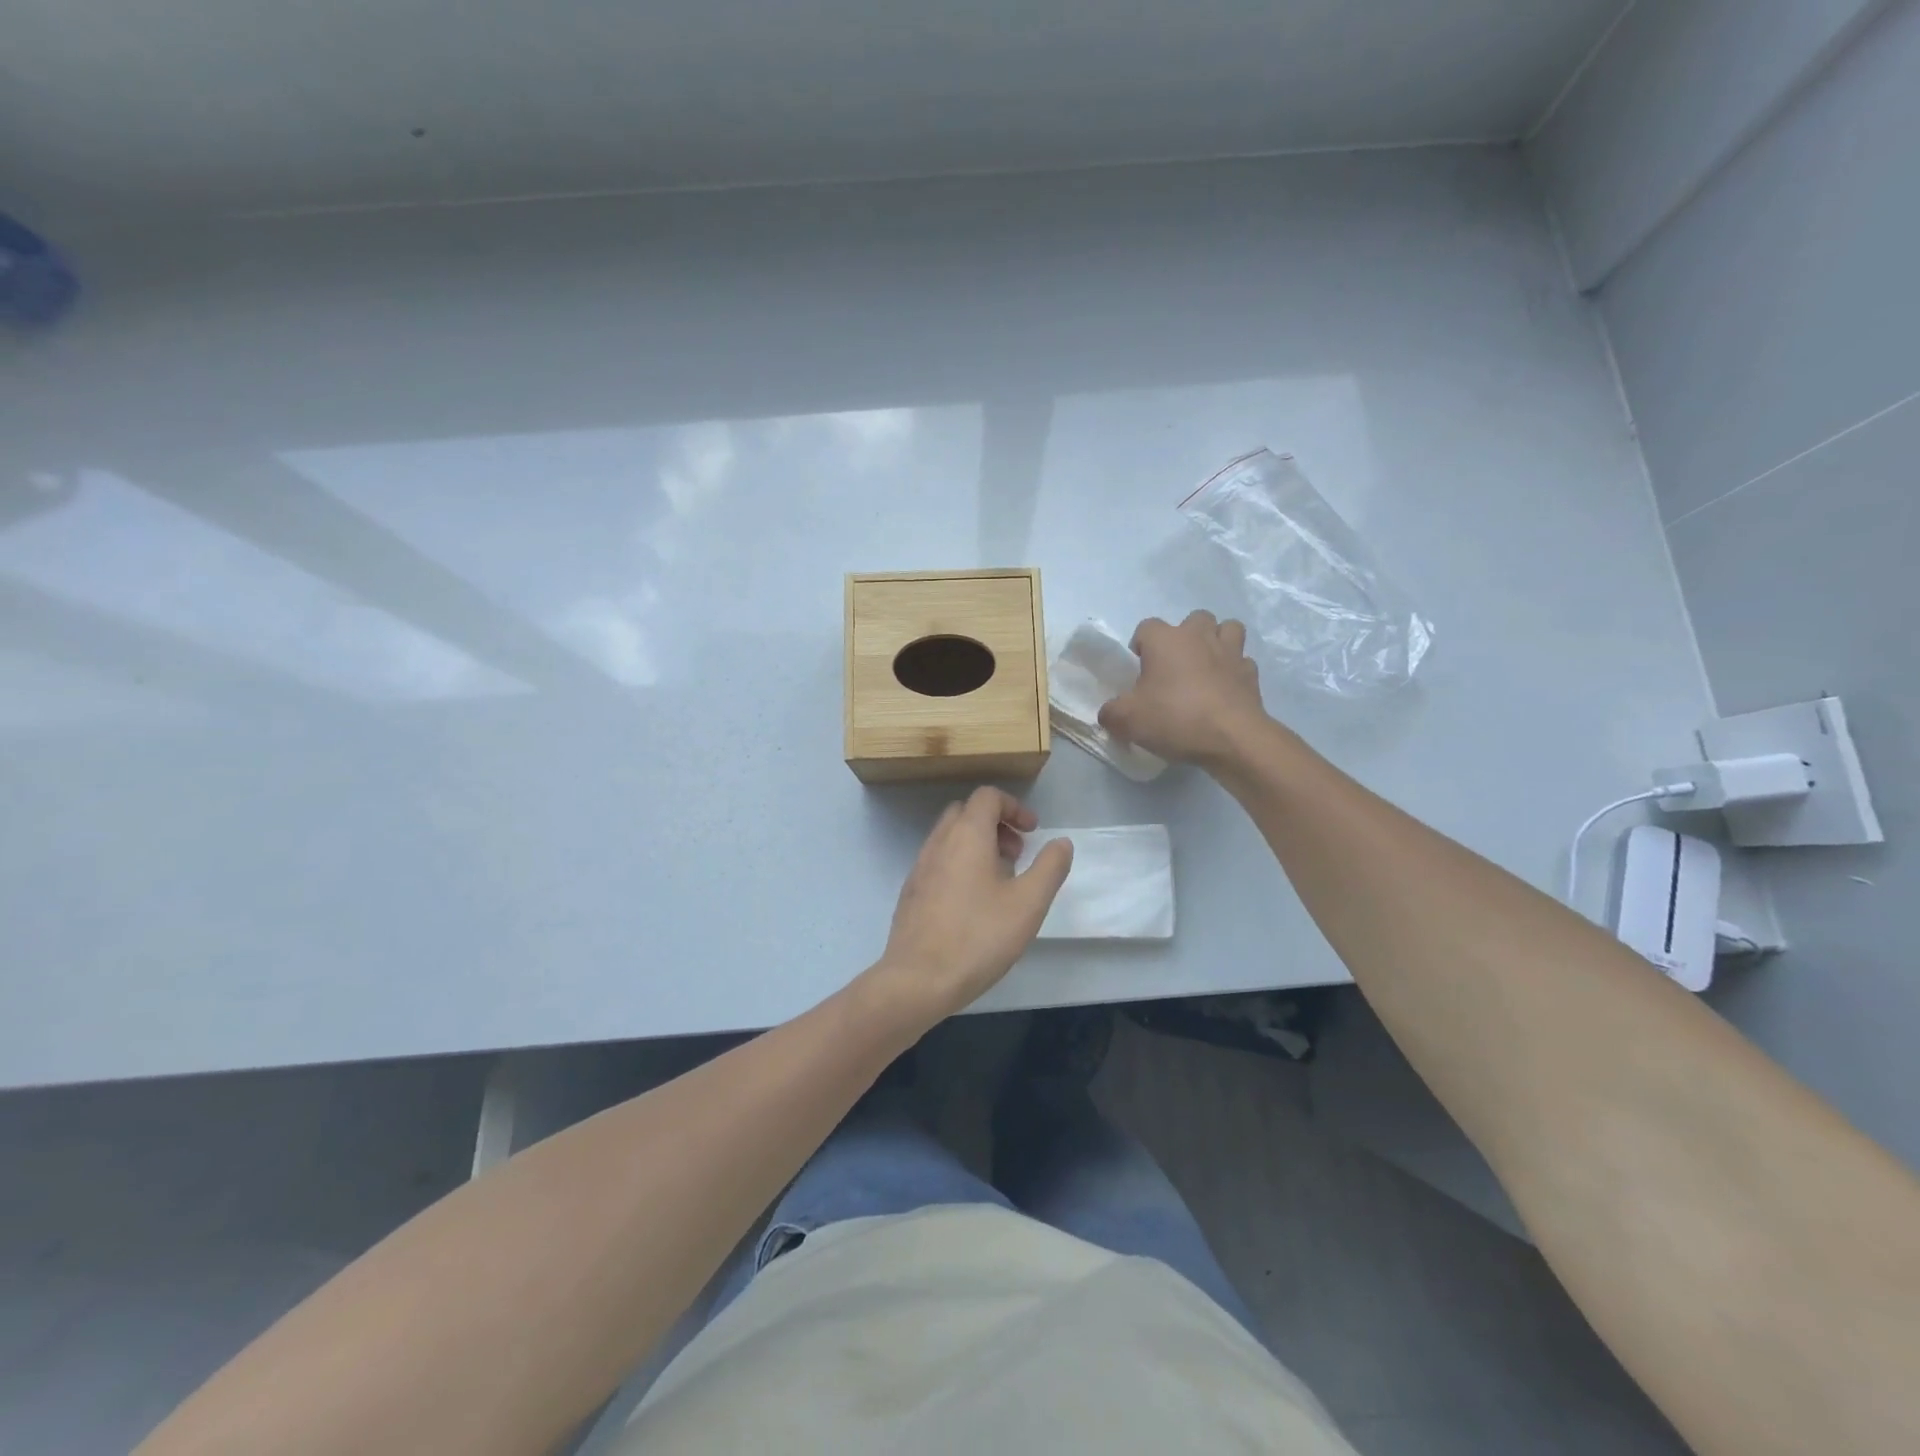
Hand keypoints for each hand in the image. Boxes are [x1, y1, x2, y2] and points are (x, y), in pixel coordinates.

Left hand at [862, 788, 1072, 1029]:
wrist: (918, 980)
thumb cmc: (978, 937)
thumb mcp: (1028, 904)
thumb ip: (1050, 867)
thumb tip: (1061, 842)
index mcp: (966, 835)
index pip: (988, 796)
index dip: (1014, 807)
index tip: (1033, 833)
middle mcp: (939, 842)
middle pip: (966, 812)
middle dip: (995, 824)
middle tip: (1017, 854)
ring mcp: (919, 867)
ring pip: (950, 837)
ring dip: (977, 845)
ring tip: (1000, 881)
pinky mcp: (911, 892)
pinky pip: (938, 861)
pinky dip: (959, 864)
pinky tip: (973, 903)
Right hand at [1099, 611, 1268, 767]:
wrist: (1232, 739)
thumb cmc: (1174, 719)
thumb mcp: (1127, 720)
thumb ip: (1111, 712)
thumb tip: (1109, 712)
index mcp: (1165, 640)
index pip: (1146, 627)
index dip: (1140, 646)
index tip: (1139, 670)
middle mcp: (1199, 636)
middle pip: (1193, 619)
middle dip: (1184, 637)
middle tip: (1174, 666)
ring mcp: (1230, 652)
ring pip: (1228, 629)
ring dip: (1217, 642)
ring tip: (1206, 667)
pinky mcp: (1251, 674)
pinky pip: (1242, 662)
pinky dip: (1234, 671)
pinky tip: (1225, 690)